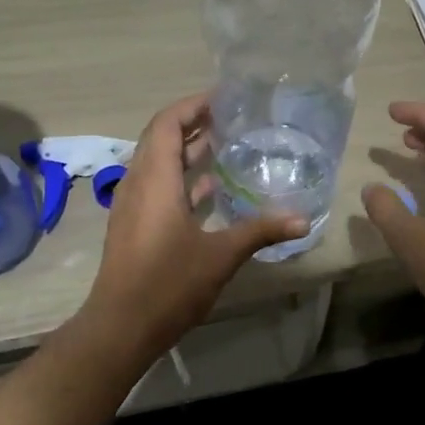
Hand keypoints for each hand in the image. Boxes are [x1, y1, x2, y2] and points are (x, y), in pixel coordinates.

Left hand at [81, 93, 308, 358]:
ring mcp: (132, 206)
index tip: (222, 98)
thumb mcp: (220, 255)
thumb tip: (303, 219)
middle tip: (229, 117)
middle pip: (160, 139)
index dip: (192, 106)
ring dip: (186, 151)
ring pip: (157, 163)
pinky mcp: (134, 226)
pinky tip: (211, 189)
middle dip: (192, 123)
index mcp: (155, 180)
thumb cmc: (168, 284)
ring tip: (224, 144)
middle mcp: (138, 184)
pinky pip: (157, 186)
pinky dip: (181, 179)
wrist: (121, 327)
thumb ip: (260, 231)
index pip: (167, 124)